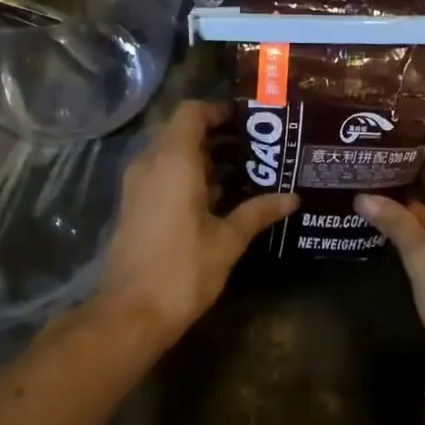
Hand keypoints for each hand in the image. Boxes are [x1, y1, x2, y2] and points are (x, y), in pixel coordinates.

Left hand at [96, 101, 297, 341]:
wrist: (131, 312)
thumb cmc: (183, 270)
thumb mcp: (227, 240)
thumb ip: (258, 212)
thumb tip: (292, 198)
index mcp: (173, 161)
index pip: (192, 112)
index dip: (219, 111)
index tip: (250, 123)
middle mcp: (150, 164)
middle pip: (182, 132)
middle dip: (219, 136)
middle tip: (257, 148)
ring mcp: (138, 186)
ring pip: (172, 155)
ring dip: (205, 159)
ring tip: (246, 172)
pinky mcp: (135, 206)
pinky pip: (163, 176)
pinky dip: (189, 177)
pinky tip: (220, 199)